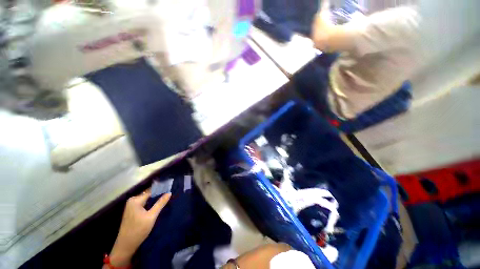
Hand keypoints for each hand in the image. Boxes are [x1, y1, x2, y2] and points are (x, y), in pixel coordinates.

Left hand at [108, 191, 171, 266]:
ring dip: (155, 200)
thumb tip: (169, 193)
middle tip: (169, 195)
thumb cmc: (139, 230)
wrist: (126, 245)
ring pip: (146, 199)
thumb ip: (160, 203)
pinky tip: (157, 206)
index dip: (161, 189)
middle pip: (148, 194)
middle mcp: (132, 200)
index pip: (151, 191)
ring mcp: (131, 206)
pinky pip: (144, 204)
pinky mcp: (132, 211)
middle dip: (158, 194)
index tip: (170, 188)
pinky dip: (150, 204)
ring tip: (165, 199)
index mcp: (135, 200)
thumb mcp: (152, 216)